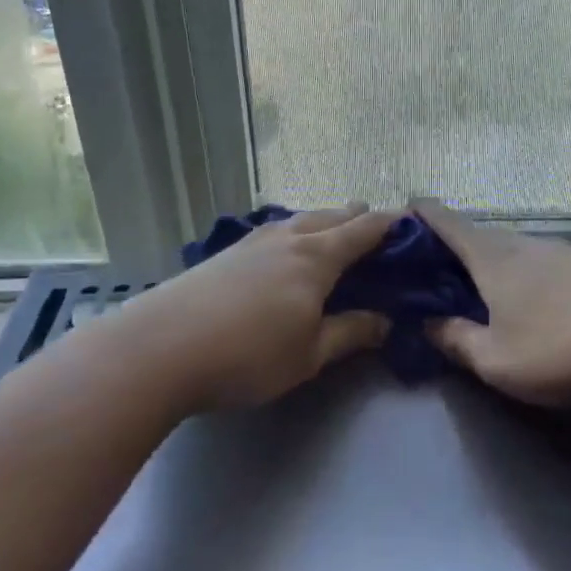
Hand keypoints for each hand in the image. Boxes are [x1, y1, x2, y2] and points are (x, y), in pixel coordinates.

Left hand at [117, 205, 394, 414]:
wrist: (158, 349)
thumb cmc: (247, 355)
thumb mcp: (310, 354)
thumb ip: (351, 333)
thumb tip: (387, 321)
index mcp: (317, 257)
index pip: (364, 229)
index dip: (391, 225)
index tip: (411, 224)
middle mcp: (288, 238)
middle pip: (332, 216)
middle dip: (359, 218)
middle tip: (378, 231)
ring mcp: (252, 241)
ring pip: (300, 220)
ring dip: (325, 222)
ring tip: (335, 233)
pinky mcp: (225, 254)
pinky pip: (274, 231)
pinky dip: (295, 233)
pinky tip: (285, 250)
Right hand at [413, 198, 570, 407]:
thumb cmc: (557, 349)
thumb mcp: (495, 359)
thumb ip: (456, 340)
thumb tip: (427, 324)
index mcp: (493, 258)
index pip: (450, 223)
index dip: (425, 213)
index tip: (409, 205)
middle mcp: (528, 245)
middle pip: (485, 236)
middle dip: (461, 246)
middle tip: (444, 267)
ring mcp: (567, 252)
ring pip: (520, 249)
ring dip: (500, 260)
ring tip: (492, 287)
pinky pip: (550, 263)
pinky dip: (533, 274)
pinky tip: (543, 300)